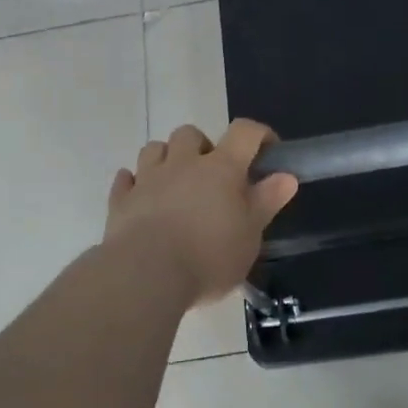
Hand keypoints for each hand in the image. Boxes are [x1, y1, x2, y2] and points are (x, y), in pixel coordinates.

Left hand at [104, 119, 298, 305]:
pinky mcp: (121, 200)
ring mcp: (148, 179)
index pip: (244, 132)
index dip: (259, 134)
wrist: (146, 275)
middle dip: (202, 146)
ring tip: (175, 184)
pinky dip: (134, 183)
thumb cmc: (208, 256)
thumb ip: (266, 202)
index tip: (268, 150)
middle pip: (190, 133)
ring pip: (154, 149)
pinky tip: (141, 198)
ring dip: (166, 158)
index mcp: (221, 168)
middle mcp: (183, 163)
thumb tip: (286, 176)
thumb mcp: (249, 234)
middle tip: (212, 174)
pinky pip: (125, 180)